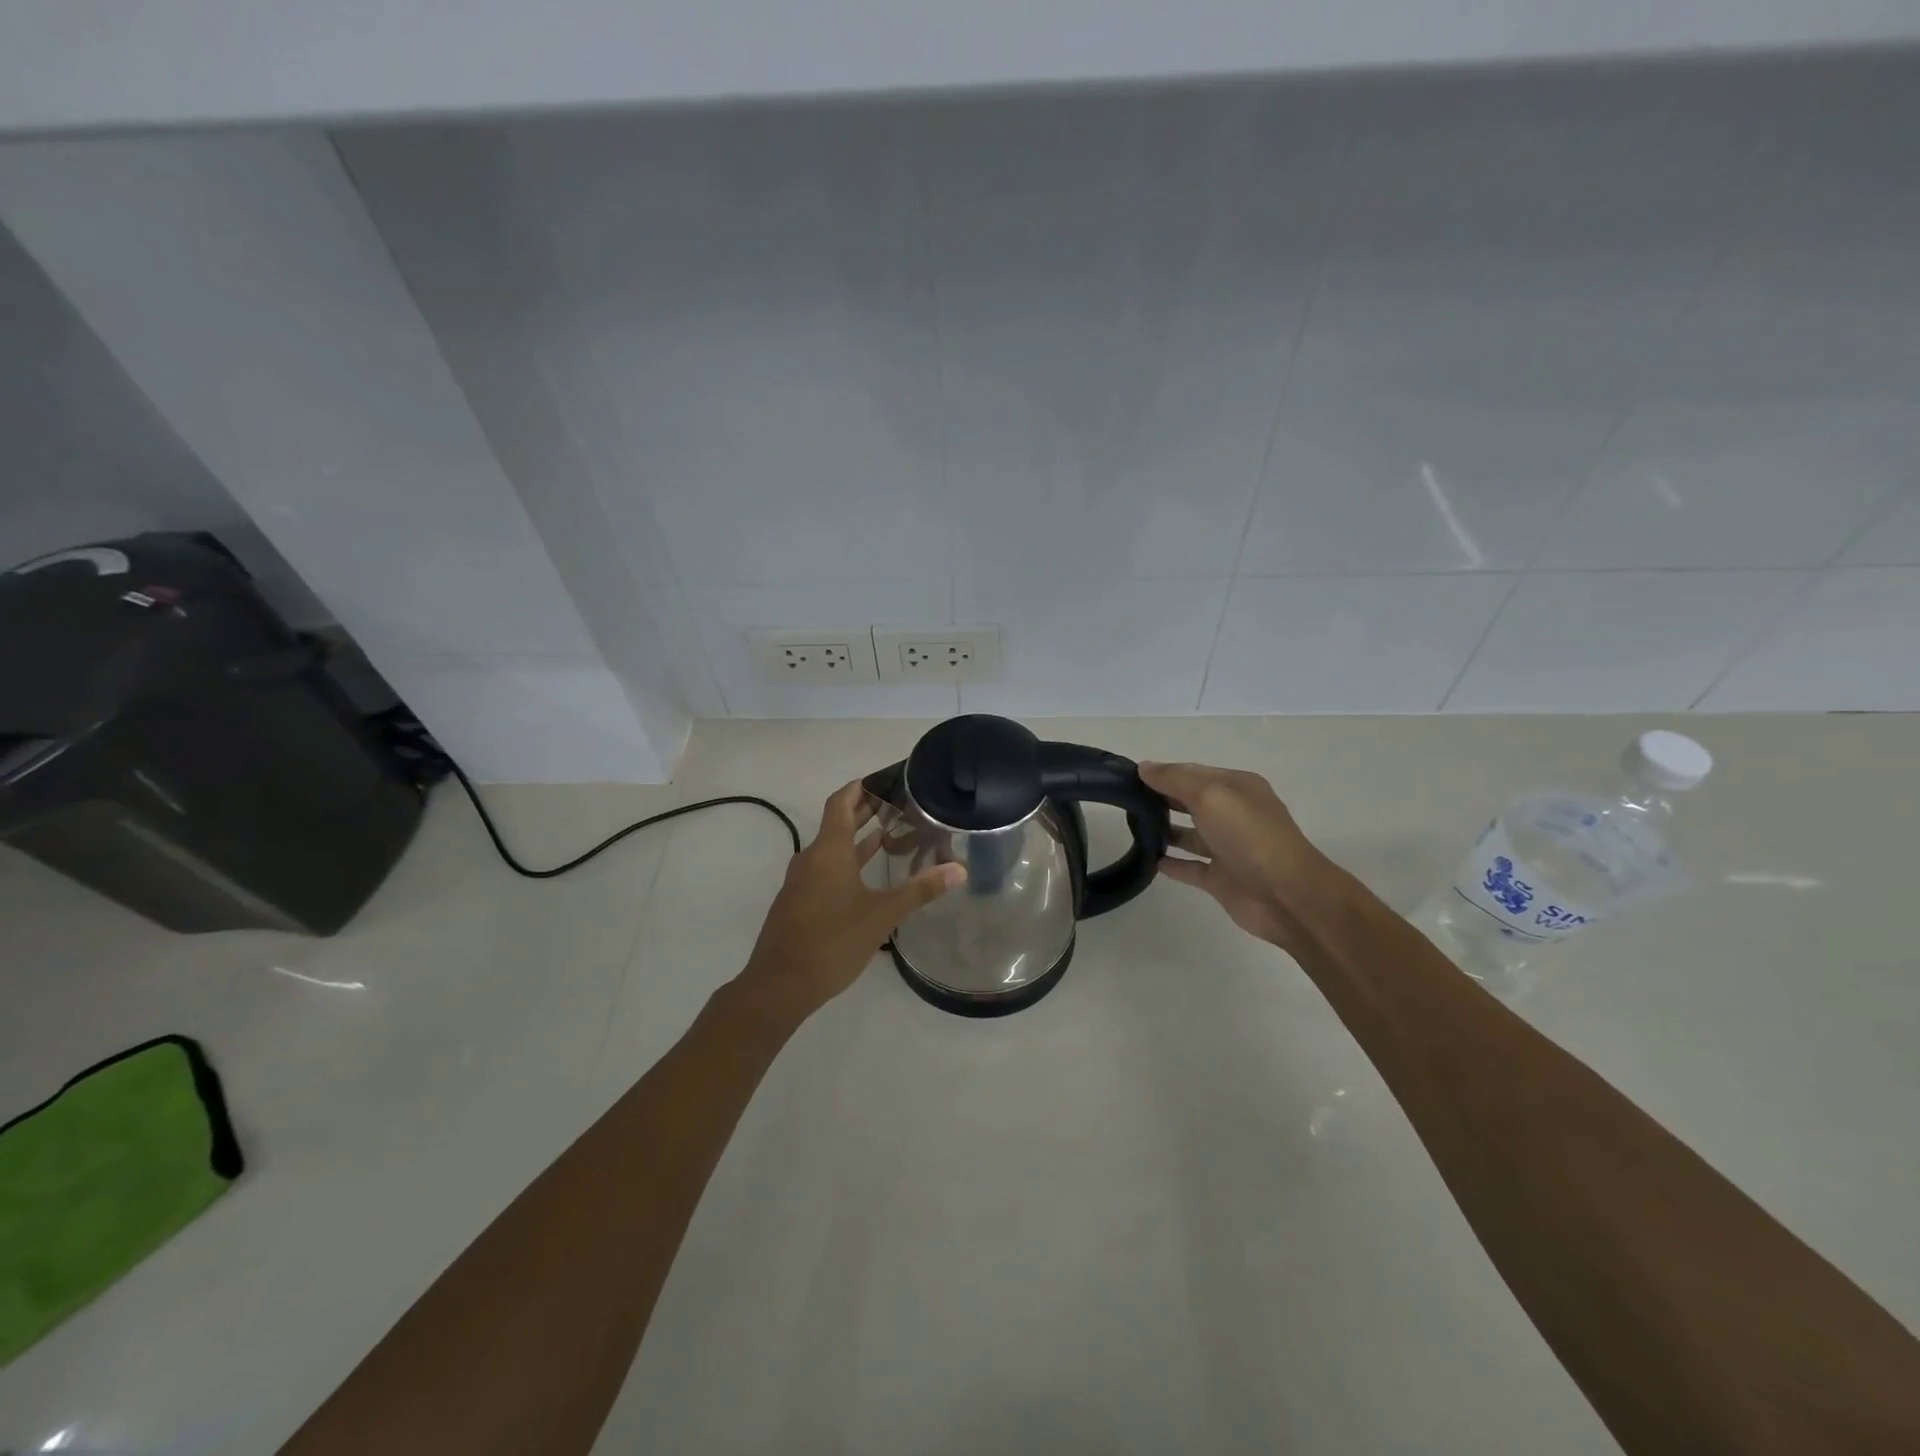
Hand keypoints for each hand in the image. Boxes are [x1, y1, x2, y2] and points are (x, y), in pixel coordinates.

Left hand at [735, 780, 965, 1021]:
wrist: (779, 985)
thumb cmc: (832, 941)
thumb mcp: (882, 915)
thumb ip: (919, 890)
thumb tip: (958, 869)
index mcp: (828, 851)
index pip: (840, 802)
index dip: (860, 787)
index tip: (884, 779)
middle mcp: (811, 859)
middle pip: (837, 823)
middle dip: (865, 811)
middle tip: (898, 804)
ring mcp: (802, 882)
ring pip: (832, 849)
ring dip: (858, 839)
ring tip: (890, 834)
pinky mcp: (800, 903)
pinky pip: (826, 870)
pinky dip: (848, 863)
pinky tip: (867, 877)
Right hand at [1139, 761, 1335, 952]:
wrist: (1286, 896)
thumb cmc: (1249, 836)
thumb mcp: (1210, 795)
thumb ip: (1175, 780)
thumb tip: (1144, 767)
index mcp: (1237, 787)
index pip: (1193, 773)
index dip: (1163, 773)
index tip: (1128, 776)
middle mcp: (1234, 814)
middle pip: (1191, 801)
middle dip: (1161, 798)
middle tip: (1125, 800)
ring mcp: (1228, 848)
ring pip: (1190, 834)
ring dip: (1165, 830)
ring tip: (1132, 828)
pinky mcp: (1221, 879)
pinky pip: (1191, 867)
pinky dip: (1172, 863)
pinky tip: (1149, 860)